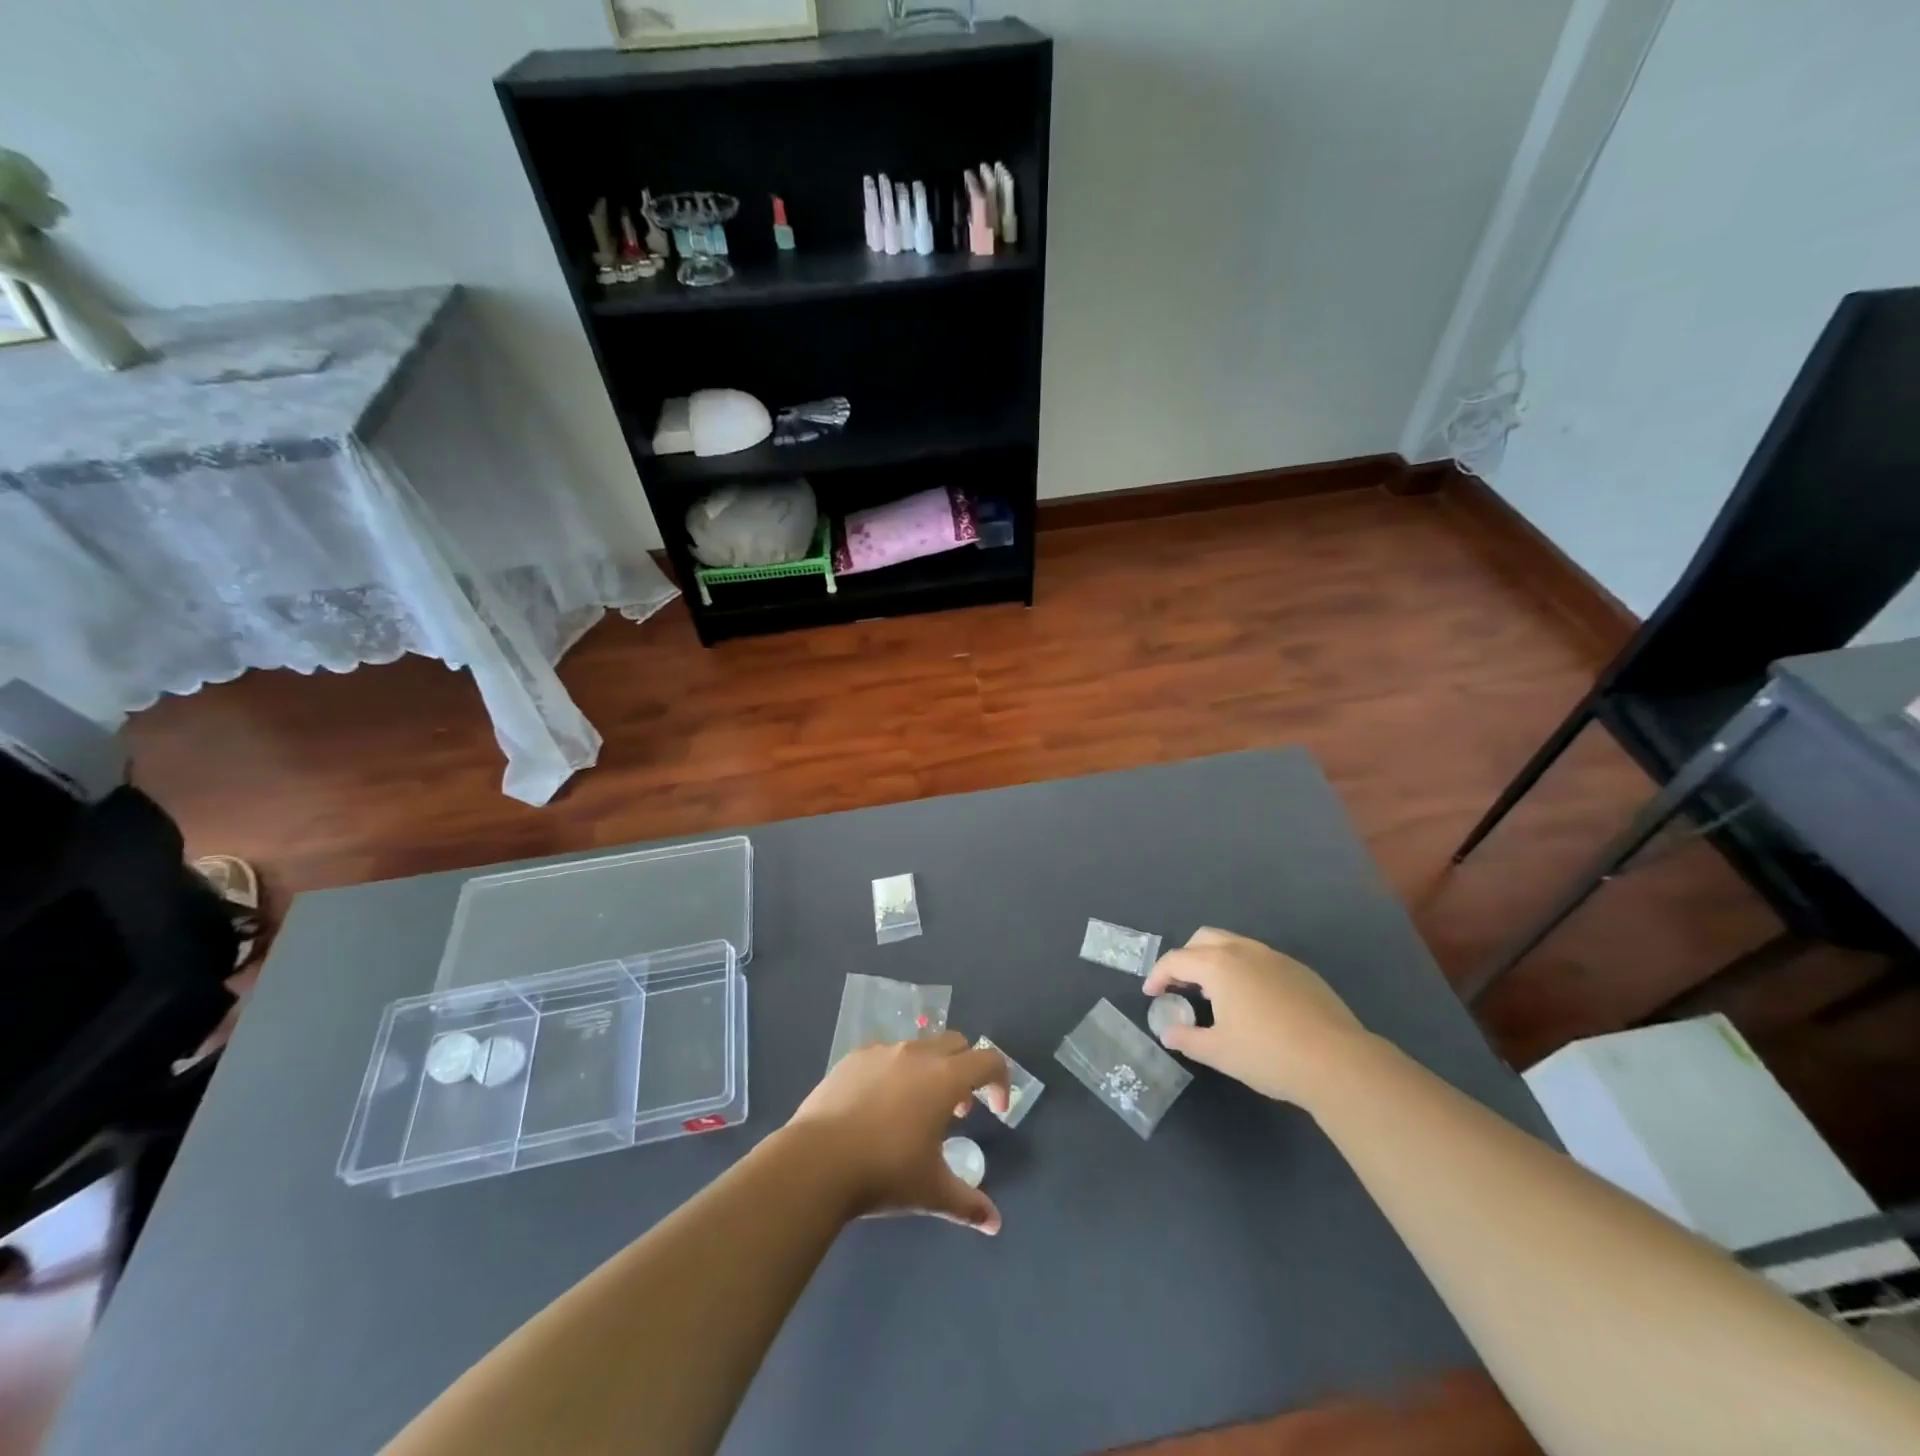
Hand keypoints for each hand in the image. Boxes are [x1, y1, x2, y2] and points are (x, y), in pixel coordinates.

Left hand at [786, 1032, 1010, 1234]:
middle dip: (965, 1070)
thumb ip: (968, 1204)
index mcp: (945, 1078)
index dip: (1000, 1082)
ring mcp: (882, 1051)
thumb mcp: (932, 1191)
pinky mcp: (852, 1057)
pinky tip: (878, 1107)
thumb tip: (994, 1224)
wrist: (817, 1160)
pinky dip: (895, 1072)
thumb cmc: (885, 1172)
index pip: (989, 1061)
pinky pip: (885, 1054)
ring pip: (919, 1047)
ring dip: (930, 1070)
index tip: (996, 1111)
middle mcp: (917, 1054)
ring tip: (915, 1111)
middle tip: (956, 1111)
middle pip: (956, 1044)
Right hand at [1143, 927, 1368, 1105]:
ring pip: (1234, 945)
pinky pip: (1260, 959)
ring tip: (1215, 993)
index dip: (1158, 975)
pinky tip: (1252, 1002)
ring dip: (1216, 961)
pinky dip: (1243, 970)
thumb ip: (1187, 1038)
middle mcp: (1244, 951)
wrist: (1338, 1062)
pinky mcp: (1300, 971)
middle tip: (1181, 987)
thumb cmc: (1268, 1054)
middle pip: (1204, 939)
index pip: (1176, 960)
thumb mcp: (1219, 1052)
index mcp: (1219, 965)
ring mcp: (1275, 958)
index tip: (1151, 994)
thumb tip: (1168, 1033)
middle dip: (1186, 958)